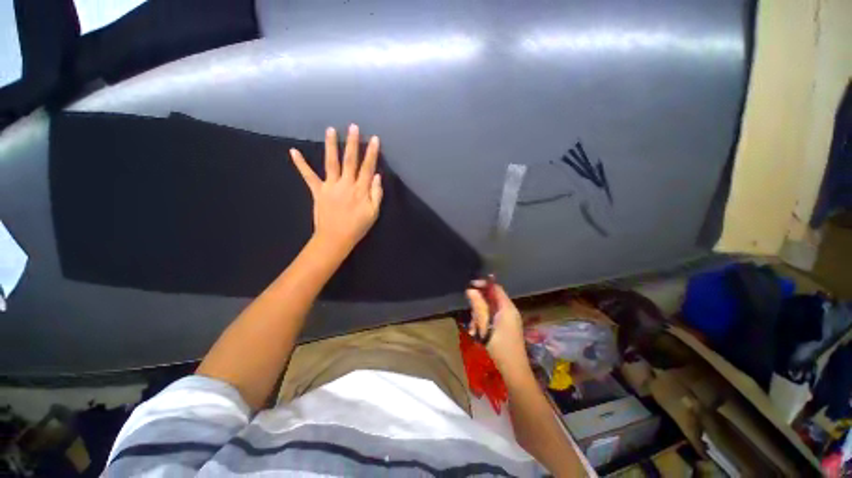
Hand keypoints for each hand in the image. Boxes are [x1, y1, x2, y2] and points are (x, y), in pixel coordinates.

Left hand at [290, 124, 382, 257]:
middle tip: (353, 127)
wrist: (335, 238)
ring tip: (330, 130)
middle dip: (352, 143)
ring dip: (331, 146)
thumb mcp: (373, 213)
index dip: (372, 153)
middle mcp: (345, 184)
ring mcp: (330, 186)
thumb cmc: (357, 226)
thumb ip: (376, 194)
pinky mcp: (317, 191)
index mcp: (360, 190)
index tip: (374, 139)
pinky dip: (301, 164)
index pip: (368, 168)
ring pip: (331, 163)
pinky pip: (308, 176)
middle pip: (350, 161)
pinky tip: (293, 152)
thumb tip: (377, 176)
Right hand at [466, 281, 530, 378]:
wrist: (514, 371)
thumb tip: (470, 290)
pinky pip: (492, 318)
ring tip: (474, 330)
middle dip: (479, 306)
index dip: (483, 285)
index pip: (495, 288)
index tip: (470, 286)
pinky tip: (477, 334)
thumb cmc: (500, 346)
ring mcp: (508, 319)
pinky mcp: (506, 327)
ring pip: (489, 310)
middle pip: (491, 299)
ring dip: (479, 317)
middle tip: (472, 318)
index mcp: (507, 307)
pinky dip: (484, 323)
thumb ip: (479, 306)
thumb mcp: (486, 325)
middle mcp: (509, 310)